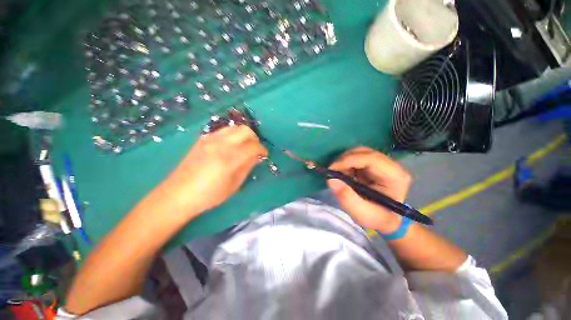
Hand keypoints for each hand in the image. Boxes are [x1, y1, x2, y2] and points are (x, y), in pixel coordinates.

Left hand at [159, 125, 267, 218]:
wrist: (177, 194)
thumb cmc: (209, 195)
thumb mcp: (234, 185)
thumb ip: (247, 167)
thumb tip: (256, 156)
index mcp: (229, 159)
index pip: (253, 147)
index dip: (262, 150)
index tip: (264, 155)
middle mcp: (220, 144)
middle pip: (245, 131)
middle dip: (255, 139)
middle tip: (255, 149)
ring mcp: (210, 139)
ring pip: (234, 127)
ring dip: (243, 135)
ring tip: (244, 146)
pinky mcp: (202, 139)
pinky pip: (223, 131)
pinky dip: (232, 135)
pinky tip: (230, 146)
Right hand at [327, 146, 411, 232]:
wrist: (385, 219)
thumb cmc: (376, 218)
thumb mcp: (361, 213)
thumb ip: (347, 197)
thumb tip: (331, 179)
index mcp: (395, 176)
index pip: (371, 159)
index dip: (349, 160)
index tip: (332, 169)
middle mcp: (391, 165)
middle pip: (364, 152)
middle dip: (344, 160)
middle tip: (332, 172)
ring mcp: (382, 163)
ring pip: (358, 152)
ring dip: (344, 162)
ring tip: (338, 175)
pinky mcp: (373, 164)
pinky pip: (356, 157)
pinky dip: (345, 164)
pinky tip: (343, 174)